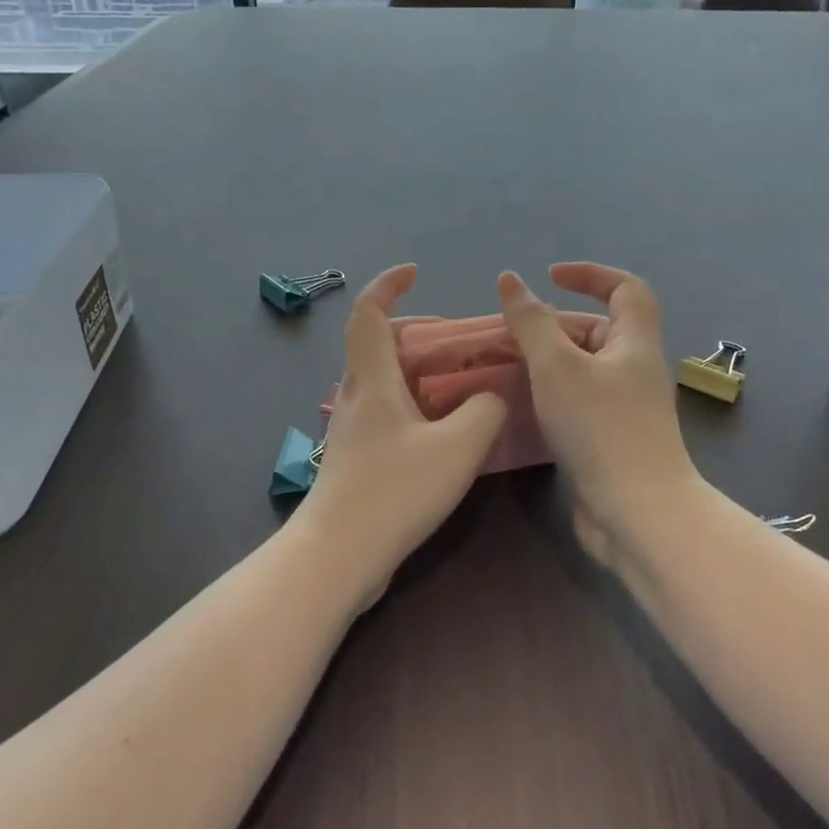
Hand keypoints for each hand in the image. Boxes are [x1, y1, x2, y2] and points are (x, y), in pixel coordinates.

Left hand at [290, 265, 507, 609]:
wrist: (338, 555)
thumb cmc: (394, 490)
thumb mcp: (457, 447)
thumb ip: (485, 411)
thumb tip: (490, 397)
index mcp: (372, 378)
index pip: (369, 312)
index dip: (389, 284)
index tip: (415, 272)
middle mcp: (357, 394)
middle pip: (379, 343)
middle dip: (419, 332)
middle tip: (459, 342)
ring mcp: (353, 427)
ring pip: (385, 379)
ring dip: (421, 370)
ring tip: (462, 382)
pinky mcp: (357, 456)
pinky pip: (389, 410)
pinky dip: (417, 401)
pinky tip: (446, 428)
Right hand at [497, 263, 698, 566]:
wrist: (637, 513)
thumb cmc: (600, 427)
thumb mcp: (557, 365)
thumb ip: (531, 322)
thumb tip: (510, 280)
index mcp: (635, 342)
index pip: (625, 288)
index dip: (590, 274)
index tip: (549, 277)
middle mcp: (636, 369)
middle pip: (598, 329)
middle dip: (555, 325)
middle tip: (510, 334)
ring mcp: (626, 408)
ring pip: (585, 369)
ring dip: (549, 362)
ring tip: (507, 366)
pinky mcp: (613, 439)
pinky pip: (580, 401)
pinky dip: (553, 394)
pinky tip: (524, 406)